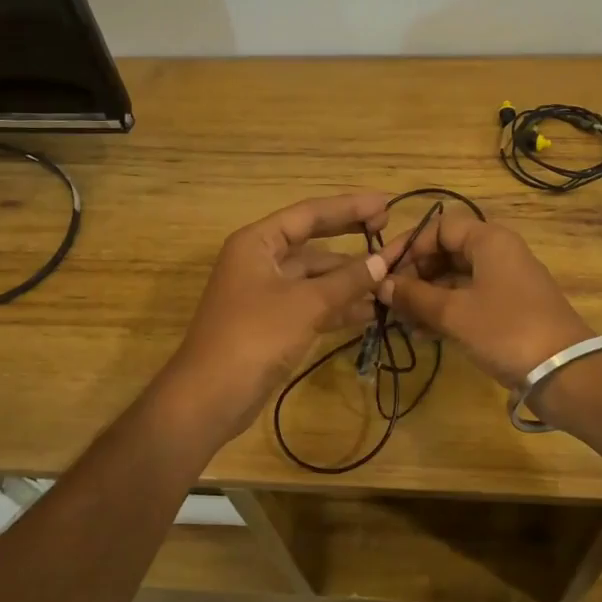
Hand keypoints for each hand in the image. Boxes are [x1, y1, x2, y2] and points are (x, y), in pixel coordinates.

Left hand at [161, 191, 391, 441]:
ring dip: (349, 278)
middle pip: (313, 241)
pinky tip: (370, 311)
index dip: (350, 206)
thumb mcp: (306, 304)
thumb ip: (347, 280)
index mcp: (258, 242)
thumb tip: (382, 261)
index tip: (387, 203)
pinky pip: (312, 303)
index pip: (310, 213)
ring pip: (315, 276)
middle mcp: (261, 261)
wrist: (210, 397)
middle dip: (351, 238)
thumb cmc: (254, 336)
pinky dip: (338, 305)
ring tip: (391, 278)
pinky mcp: (273, 323)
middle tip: (389, 230)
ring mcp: (266, 293)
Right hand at [376, 210, 592, 386]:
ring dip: (426, 296)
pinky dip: (444, 311)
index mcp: (489, 239)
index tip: (382, 270)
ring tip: (399, 320)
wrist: (565, 373)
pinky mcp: (509, 309)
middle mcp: (498, 253)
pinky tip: (421, 332)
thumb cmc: (505, 330)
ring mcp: (505, 282)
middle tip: (387, 299)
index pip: (438, 228)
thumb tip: (380, 284)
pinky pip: (468, 300)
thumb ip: (414, 296)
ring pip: (455, 278)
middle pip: (446, 252)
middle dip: (414, 274)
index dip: (408, 246)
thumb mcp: (453, 313)